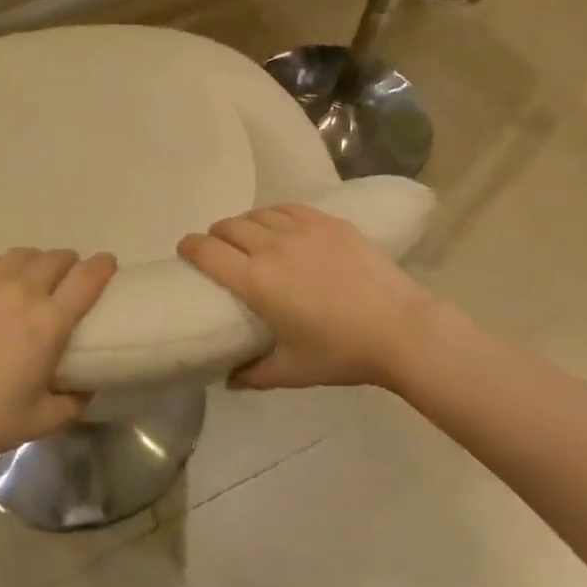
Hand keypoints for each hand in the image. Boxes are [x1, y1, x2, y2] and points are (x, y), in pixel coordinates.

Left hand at [0, 247, 117, 469]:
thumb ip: (74, 402)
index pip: (87, 278)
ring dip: (33, 262)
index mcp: (50, 323)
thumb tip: (87, 386)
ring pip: (20, 254)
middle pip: (55, 258)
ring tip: (27, 277)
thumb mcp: (43, 421)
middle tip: (65, 278)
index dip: (103, 265)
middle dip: (68, 263)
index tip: (107, 263)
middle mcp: (22, 292)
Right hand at [179, 204, 440, 389]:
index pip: (207, 252)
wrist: (401, 328)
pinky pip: (289, 208)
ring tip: (248, 238)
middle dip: (216, 235)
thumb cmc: (342, 353)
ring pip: (258, 214)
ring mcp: (303, 230)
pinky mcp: (330, 222)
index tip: (184, 249)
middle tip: (218, 250)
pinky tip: (280, 225)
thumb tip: (228, 379)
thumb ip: (254, 374)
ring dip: (244, 224)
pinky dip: (274, 214)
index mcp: (256, 282)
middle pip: (229, 227)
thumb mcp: (293, 371)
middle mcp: (272, 247)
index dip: (189, 246)